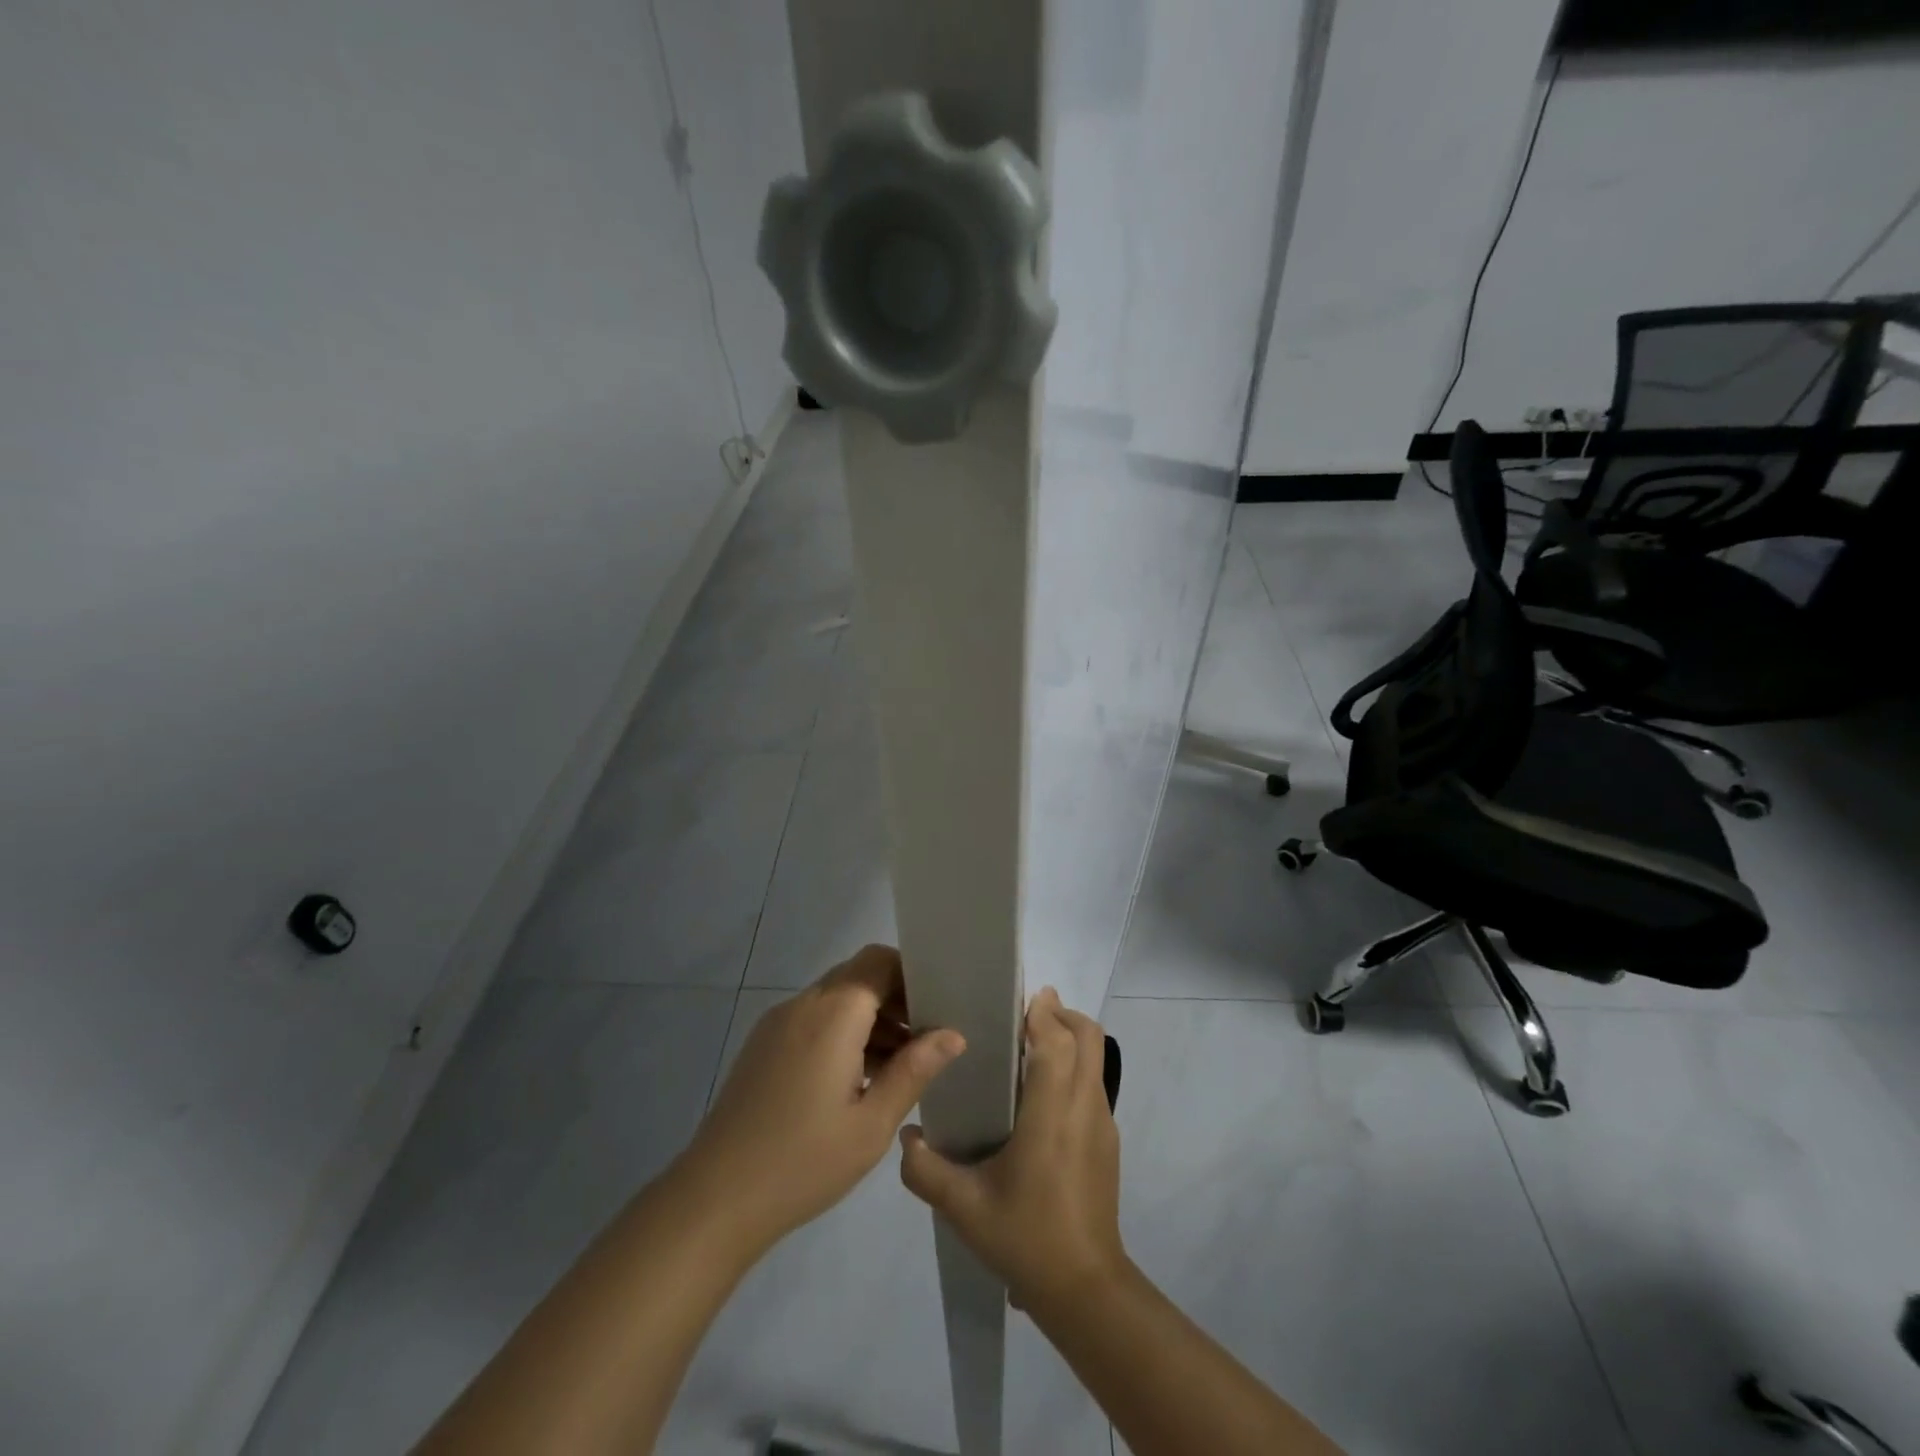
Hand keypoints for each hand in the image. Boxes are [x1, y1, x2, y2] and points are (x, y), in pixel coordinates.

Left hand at [677, 945, 965, 1252]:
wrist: (713, 1200)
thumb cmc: (802, 1162)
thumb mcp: (871, 1124)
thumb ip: (914, 1071)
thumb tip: (953, 1035)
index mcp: (833, 1014)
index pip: (879, 961)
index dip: (912, 975)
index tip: (938, 1007)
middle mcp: (803, 1004)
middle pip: (858, 976)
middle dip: (895, 998)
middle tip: (927, 1039)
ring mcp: (777, 1023)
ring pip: (836, 998)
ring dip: (870, 1018)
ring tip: (900, 1066)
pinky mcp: (763, 1045)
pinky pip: (813, 1020)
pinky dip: (843, 1033)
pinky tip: (859, 1079)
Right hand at [899, 988, 1126, 1314]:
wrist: (1086, 1290)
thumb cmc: (1025, 1238)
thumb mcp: (963, 1207)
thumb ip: (925, 1169)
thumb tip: (906, 1136)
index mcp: (1051, 1113)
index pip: (1057, 1042)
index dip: (1042, 1013)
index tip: (1018, 997)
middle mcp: (1083, 1107)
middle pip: (1088, 1037)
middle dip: (1062, 1014)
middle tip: (1025, 1014)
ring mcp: (1102, 1123)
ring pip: (1096, 1059)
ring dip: (1070, 1039)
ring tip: (1030, 1046)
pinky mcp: (1108, 1141)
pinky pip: (1095, 1084)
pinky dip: (1075, 1067)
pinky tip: (1042, 1095)